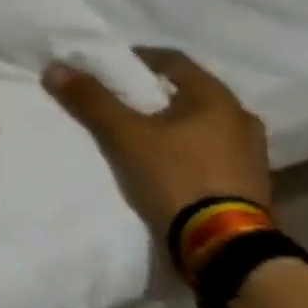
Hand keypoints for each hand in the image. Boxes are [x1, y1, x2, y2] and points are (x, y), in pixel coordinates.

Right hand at [43, 47, 271, 235]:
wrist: (225, 249)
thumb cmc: (176, 177)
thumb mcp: (125, 136)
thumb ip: (91, 100)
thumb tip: (54, 68)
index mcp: (216, 97)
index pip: (171, 60)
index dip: (137, 59)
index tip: (109, 69)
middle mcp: (241, 117)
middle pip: (188, 92)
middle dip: (154, 94)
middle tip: (122, 102)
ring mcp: (252, 153)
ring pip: (202, 124)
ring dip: (174, 124)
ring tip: (141, 135)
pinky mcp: (251, 184)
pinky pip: (212, 152)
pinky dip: (188, 149)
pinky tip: (167, 163)